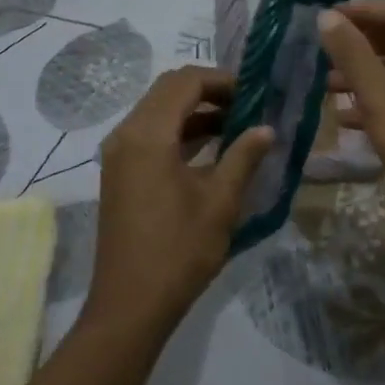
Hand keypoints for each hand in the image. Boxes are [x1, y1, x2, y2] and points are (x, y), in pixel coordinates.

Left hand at [88, 67, 273, 335]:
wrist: (130, 305)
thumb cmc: (179, 251)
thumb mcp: (220, 202)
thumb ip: (243, 157)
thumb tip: (266, 129)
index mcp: (148, 134)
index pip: (185, 82)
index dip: (221, 79)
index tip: (255, 91)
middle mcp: (126, 134)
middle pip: (168, 90)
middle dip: (208, 91)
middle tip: (247, 104)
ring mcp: (118, 154)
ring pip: (158, 111)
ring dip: (195, 111)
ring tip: (237, 123)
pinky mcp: (119, 172)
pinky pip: (150, 134)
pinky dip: (179, 131)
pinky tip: (211, 147)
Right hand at [317, 1, 384, 281]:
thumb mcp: (381, 97)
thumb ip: (352, 54)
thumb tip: (326, 17)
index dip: (357, 12)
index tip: (321, 19)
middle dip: (360, 47)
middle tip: (322, 55)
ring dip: (367, 77)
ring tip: (328, 88)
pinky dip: (383, 103)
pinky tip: (350, 120)